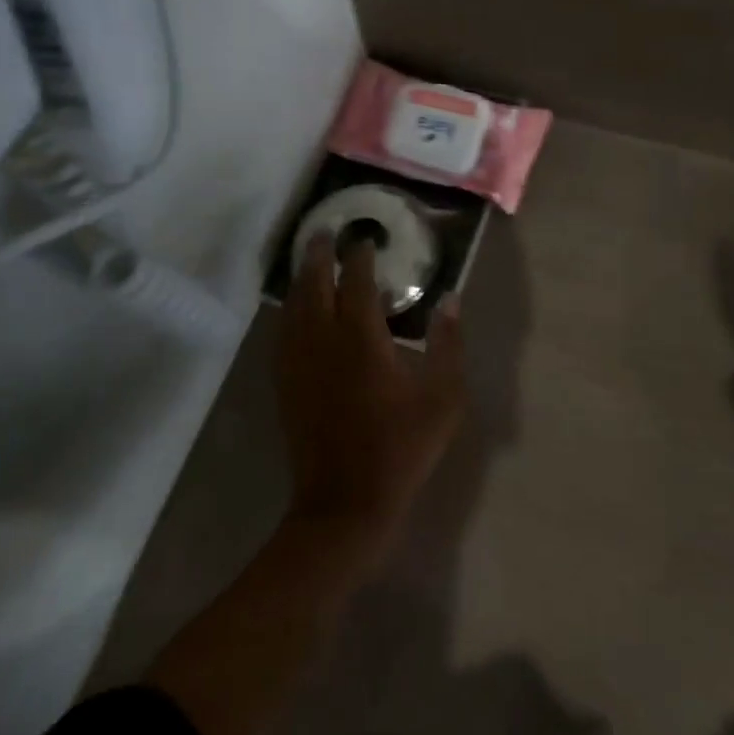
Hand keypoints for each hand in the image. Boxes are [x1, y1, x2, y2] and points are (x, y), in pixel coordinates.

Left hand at [275, 232, 467, 573]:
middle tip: (324, 232)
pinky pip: (283, 332)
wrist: (345, 502)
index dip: (359, 256)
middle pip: (314, 284)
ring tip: (308, 260)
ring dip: (301, 277)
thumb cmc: (401, 447)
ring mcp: (299, 362)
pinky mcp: (286, 383)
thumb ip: (448, 344)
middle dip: (319, 254)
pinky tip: (294, 310)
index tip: (365, 239)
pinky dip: (289, 310)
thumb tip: (451, 300)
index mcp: (361, 338)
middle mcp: (323, 339)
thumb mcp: (442, 398)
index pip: (356, 281)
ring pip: (293, 306)